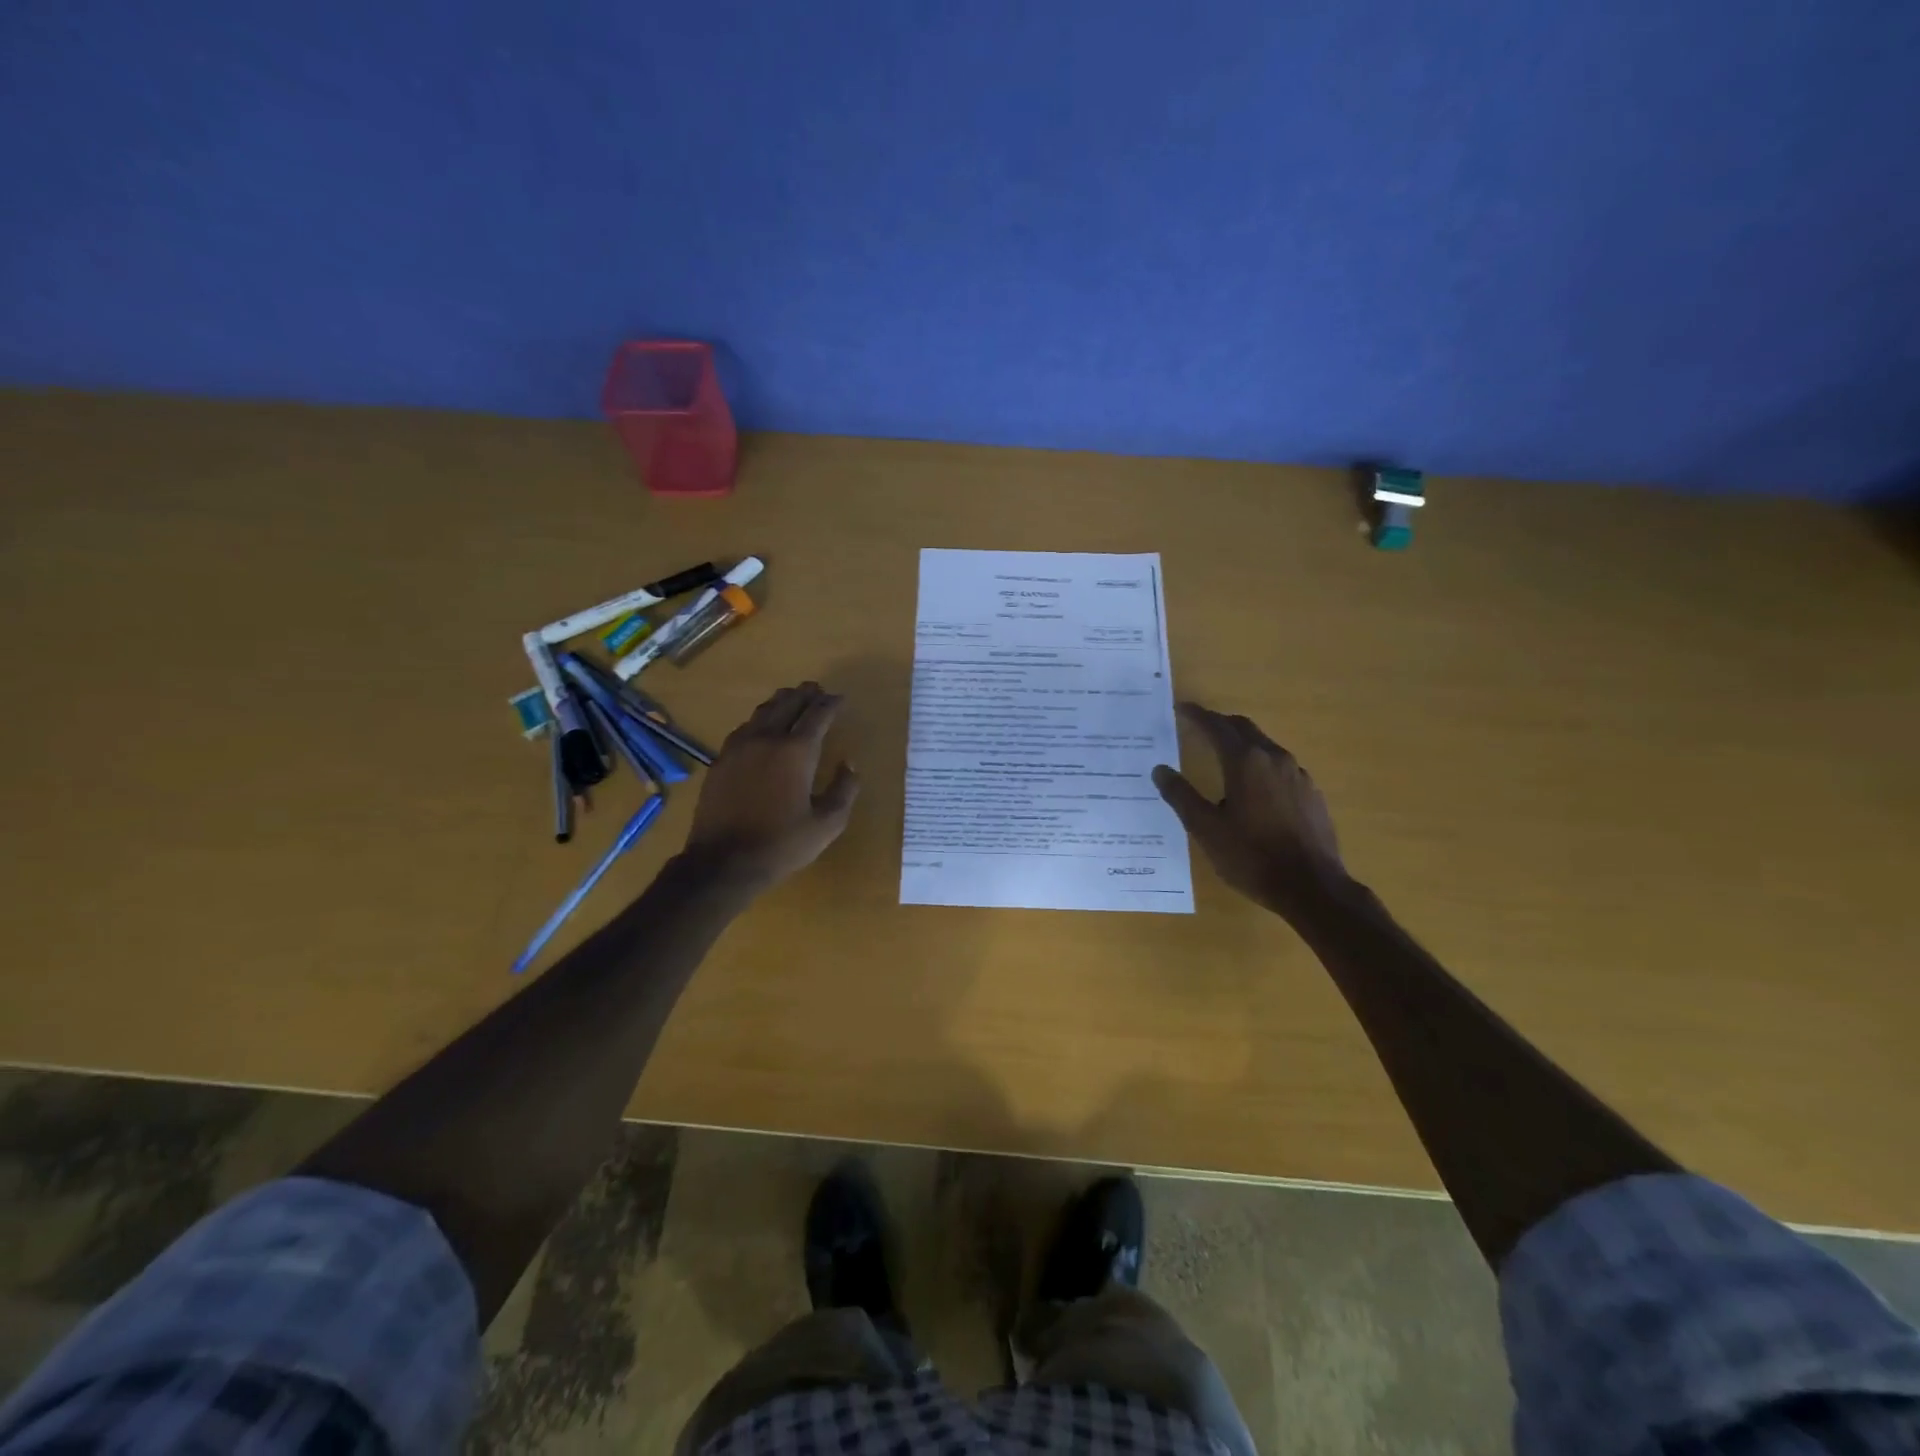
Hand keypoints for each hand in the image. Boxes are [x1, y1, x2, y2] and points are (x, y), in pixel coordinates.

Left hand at [684, 682, 860, 891]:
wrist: (723, 862)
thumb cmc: (782, 844)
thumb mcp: (827, 824)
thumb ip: (844, 790)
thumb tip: (849, 764)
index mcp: (796, 751)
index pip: (818, 715)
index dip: (831, 703)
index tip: (840, 698)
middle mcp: (767, 739)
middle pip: (788, 704)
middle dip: (805, 694)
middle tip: (817, 690)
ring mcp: (739, 747)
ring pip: (763, 711)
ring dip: (781, 701)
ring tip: (792, 698)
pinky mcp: (721, 759)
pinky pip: (745, 727)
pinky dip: (760, 719)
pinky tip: (763, 726)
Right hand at [1152, 703, 1349, 918]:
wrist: (1312, 887)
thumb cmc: (1252, 856)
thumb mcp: (1206, 828)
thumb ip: (1181, 796)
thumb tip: (1160, 770)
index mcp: (1246, 762)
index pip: (1217, 727)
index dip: (1197, 716)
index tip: (1181, 709)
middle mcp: (1275, 759)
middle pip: (1244, 729)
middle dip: (1220, 725)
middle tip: (1199, 727)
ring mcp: (1298, 776)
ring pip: (1265, 748)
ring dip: (1242, 745)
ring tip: (1223, 758)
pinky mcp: (1311, 794)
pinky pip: (1281, 769)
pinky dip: (1261, 766)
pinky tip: (1254, 790)